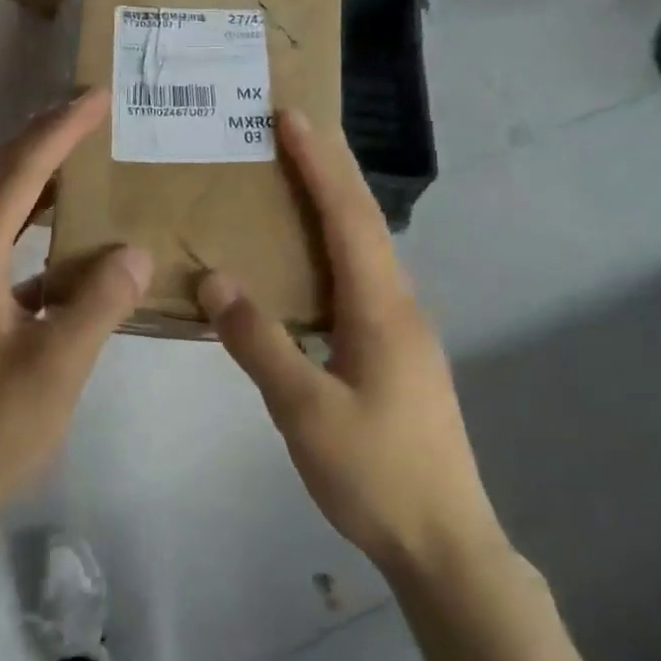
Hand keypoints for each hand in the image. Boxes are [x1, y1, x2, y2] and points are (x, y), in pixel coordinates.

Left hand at [0, 90, 152, 524]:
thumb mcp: (57, 366)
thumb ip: (100, 303)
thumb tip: (136, 249)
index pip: (18, 175)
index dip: (58, 131)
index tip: (98, 99)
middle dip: (41, 138)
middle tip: (90, 116)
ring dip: (36, 176)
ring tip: (85, 161)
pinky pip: (5, 244)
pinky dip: (38, 225)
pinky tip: (76, 243)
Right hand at [198, 110, 504, 576]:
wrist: (445, 542)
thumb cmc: (376, 474)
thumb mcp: (305, 411)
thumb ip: (258, 342)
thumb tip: (214, 280)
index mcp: (381, 307)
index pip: (347, 215)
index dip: (318, 163)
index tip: (291, 118)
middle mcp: (399, 303)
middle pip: (364, 219)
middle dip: (329, 168)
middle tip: (291, 129)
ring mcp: (403, 328)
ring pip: (366, 248)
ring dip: (333, 204)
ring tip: (292, 180)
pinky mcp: (397, 350)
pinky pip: (361, 277)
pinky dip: (334, 245)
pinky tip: (307, 261)